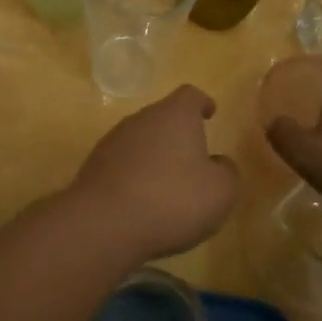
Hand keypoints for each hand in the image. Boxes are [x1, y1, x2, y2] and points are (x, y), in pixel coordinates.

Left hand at [68, 85, 239, 263]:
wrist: (104, 224)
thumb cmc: (172, 200)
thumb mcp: (220, 192)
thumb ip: (226, 172)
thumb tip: (218, 163)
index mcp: (175, 115)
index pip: (190, 95)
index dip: (202, 103)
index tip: (209, 113)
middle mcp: (141, 119)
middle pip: (163, 117)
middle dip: (178, 135)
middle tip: (194, 159)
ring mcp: (113, 141)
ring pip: (142, 141)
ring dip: (155, 157)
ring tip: (169, 186)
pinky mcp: (94, 166)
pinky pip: (123, 164)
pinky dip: (135, 176)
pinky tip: (143, 203)